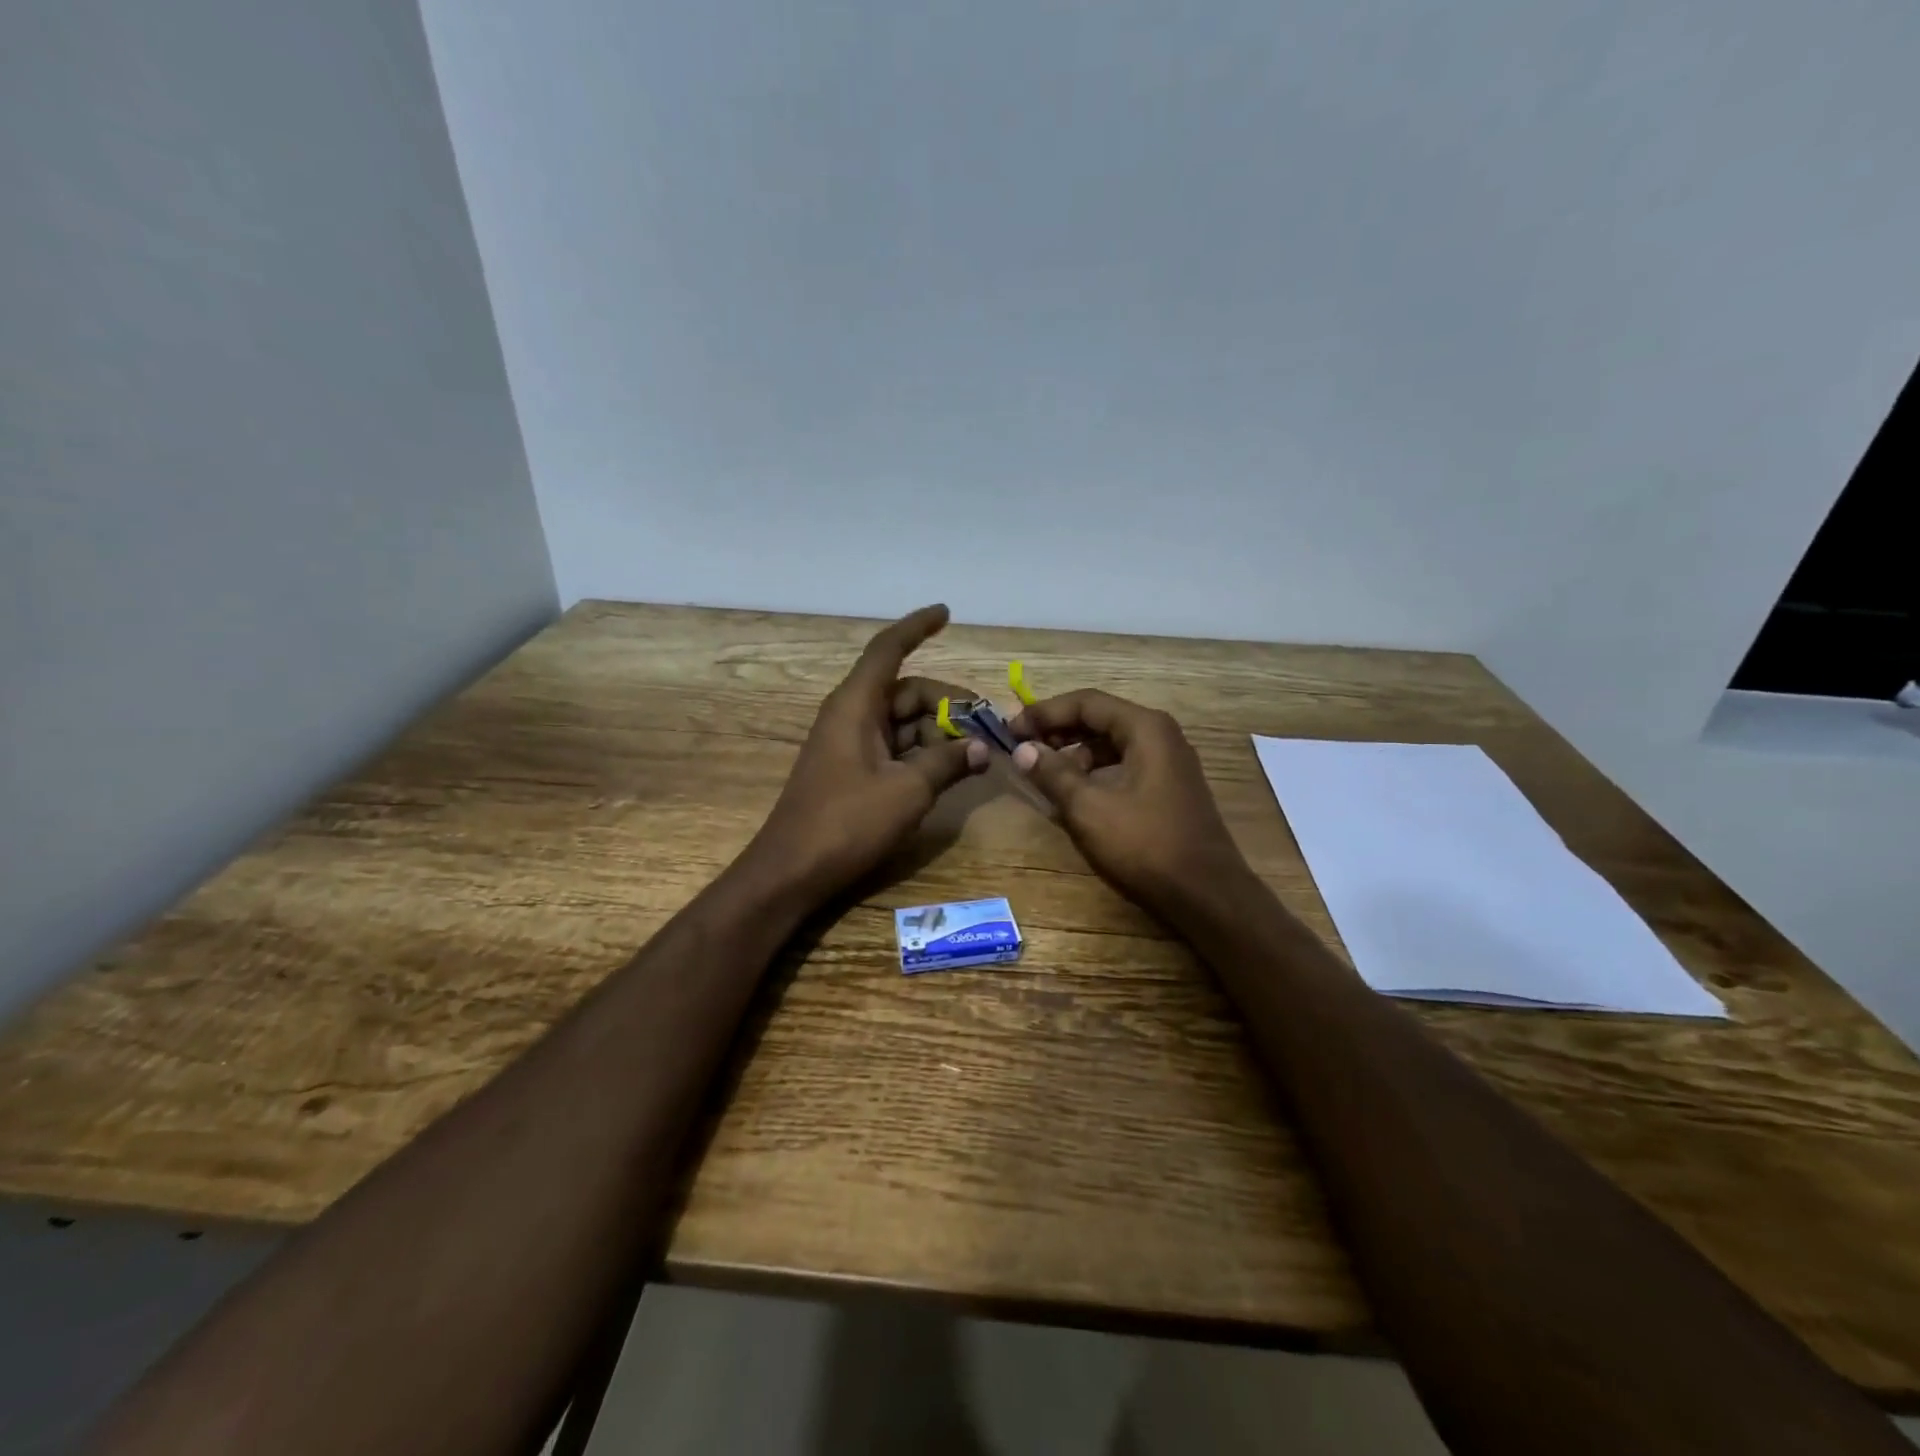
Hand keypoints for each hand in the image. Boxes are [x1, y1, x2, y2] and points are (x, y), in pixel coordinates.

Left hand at [751, 605, 988, 899]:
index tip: (946, 613)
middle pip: (908, 692)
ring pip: (905, 722)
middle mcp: (852, 715)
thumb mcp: (908, 791)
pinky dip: (923, 754)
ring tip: (975, 757)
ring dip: (940, 733)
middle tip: (988, 729)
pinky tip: (950, 771)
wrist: (792, 871)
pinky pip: (896, 748)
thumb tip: (982, 749)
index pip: (888, 649)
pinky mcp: (853, 771)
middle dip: (950, 705)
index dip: (917, 627)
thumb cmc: (847, 822)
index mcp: (856, 705)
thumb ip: (948, 762)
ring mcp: (851, 744)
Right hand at [1009, 690, 1251, 913]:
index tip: (1011, 730)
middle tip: (1021, 748)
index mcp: (1145, 728)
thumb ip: (1052, 773)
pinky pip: (1123, 766)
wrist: (1206, 894)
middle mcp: (1160, 735)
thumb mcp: (1088, 808)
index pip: (1086, 702)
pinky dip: (1095, 773)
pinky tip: (1073, 794)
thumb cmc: (1145, 844)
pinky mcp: (1168, 788)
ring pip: (1111, 744)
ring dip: (1074, 754)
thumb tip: (1022, 750)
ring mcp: (1168, 762)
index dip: (1044, 712)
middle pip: (1099, 719)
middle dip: (1058, 731)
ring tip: (1043, 775)